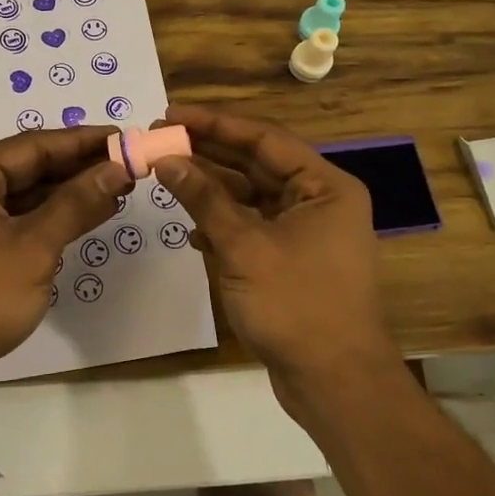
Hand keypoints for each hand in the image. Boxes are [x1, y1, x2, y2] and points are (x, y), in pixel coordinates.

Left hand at [0, 126, 130, 399]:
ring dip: (69, 193)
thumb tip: (118, 169)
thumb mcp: (34, 246)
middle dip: (78, 168)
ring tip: (118, 189)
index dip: (81, 141)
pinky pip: (19, 220)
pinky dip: (52, 218)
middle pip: (28, 167)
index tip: (123, 138)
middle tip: (127, 165)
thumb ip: (77, 203)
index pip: (32, 146)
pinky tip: (89, 216)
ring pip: (26, 195)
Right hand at [153, 105, 396, 401]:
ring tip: (167, 177)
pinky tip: (193, 231)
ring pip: (250, 197)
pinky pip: (251, 228)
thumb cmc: (295, 305)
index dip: (215, 124)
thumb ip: (204, 199)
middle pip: (256, 164)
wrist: (333, 382)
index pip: (264, 139)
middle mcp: (318, 201)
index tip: (171, 114)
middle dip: (209, 154)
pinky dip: (222, 226)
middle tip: (161, 139)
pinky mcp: (290, 260)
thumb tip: (166, 159)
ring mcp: (305, 232)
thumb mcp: (243, 246)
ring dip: (211, 191)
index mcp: (324, 187)